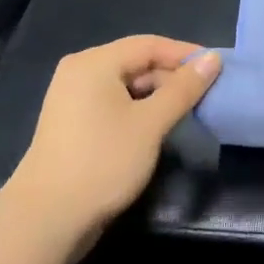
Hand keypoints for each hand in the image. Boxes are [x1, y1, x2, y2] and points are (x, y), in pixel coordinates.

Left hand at [5, 36, 220, 259]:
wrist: (47, 218)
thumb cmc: (103, 161)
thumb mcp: (151, 123)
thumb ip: (183, 89)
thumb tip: (213, 58)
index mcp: (95, 62)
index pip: (149, 44)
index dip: (185, 54)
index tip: (217, 68)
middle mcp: (80, 72)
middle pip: (136, 62)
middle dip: (171, 77)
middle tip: (206, 95)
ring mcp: (72, 98)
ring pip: (125, 85)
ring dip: (157, 95)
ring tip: (188, 111)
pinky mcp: (72, 123)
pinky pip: (112, 103)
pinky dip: (137, 109)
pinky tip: (157, 127)